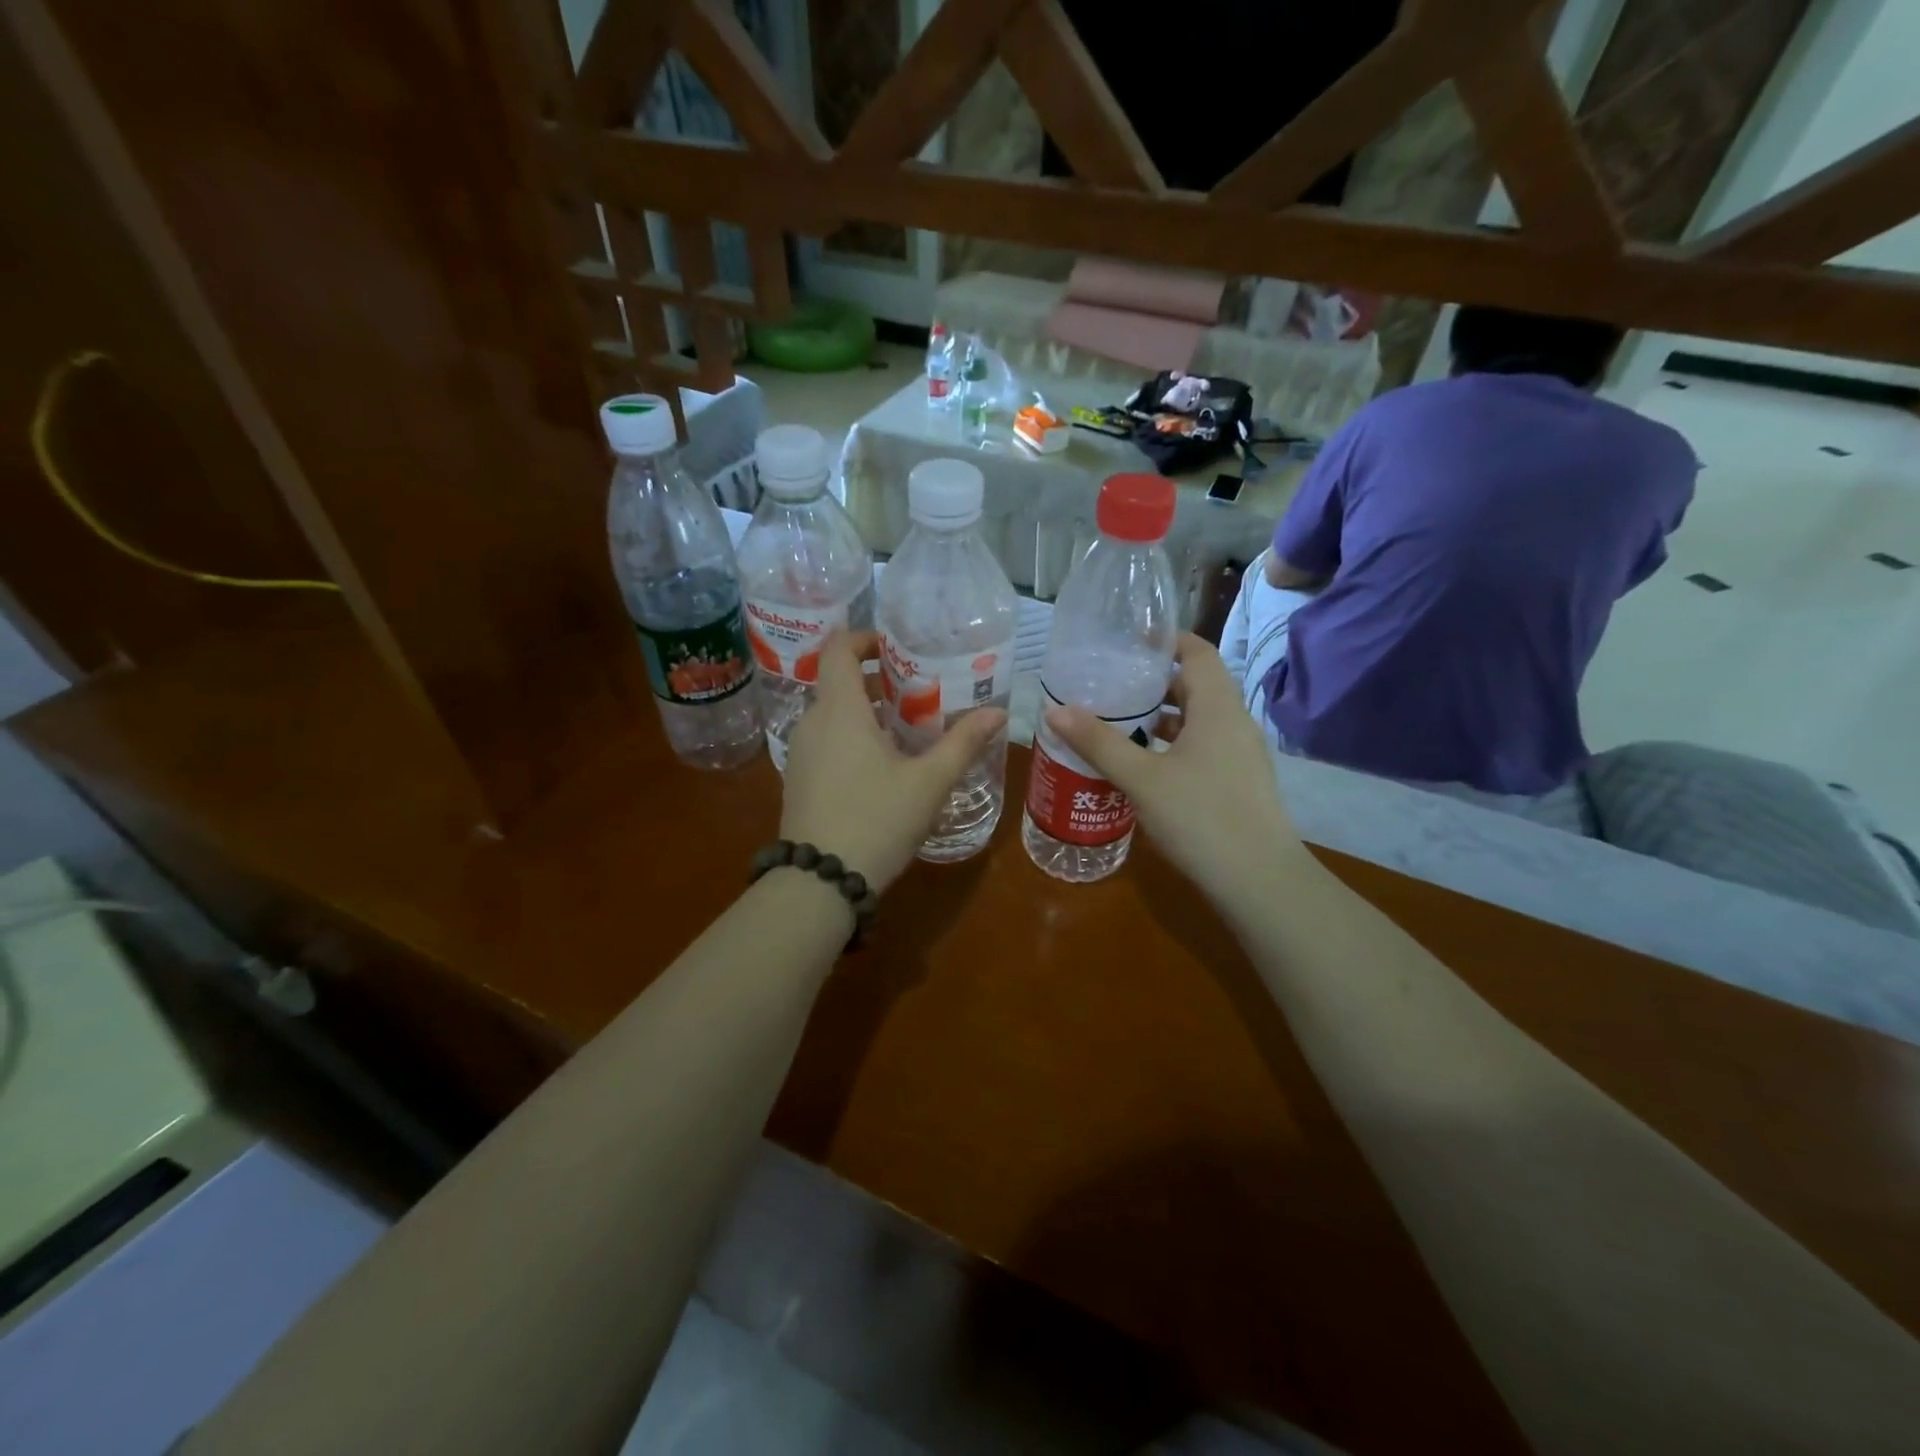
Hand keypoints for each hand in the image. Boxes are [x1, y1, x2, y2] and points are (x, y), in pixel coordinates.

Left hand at [780, 631, 1006, 891]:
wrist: (819, 882)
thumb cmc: (877, 820)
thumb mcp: (929, 782)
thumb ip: (963, 743)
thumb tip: (998, 713)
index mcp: (839, 710)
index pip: (837, 649)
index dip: (864, 638)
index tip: (896, 648)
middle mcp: (812, 722)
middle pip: (839, 682)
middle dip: (878, 680)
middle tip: (920, 691)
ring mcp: (799, 753)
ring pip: (833, 714)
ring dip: (866, 712)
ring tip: (908, 729)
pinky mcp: (797, 780)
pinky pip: (825, 741)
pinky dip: (851, 737)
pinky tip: (883, 767)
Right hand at [1042, 634, 1308, 907]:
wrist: (1259, 882)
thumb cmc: (1200, 817)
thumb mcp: (1141, 778)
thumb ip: (1099, 742)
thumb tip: (1055, 710)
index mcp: (1218, 707)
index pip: (1197, 652)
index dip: (1166, 640)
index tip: (1129, 640)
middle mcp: (1235, 723)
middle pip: (1195, 685)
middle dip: (1154, 682)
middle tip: (1111, 684)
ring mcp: (1241, 755)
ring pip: (1198, 720)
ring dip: (1162, 718)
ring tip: (1118, 722)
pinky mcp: (1238, 783)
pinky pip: (1202, 747)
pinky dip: (1172, 745)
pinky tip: (1143, 766)